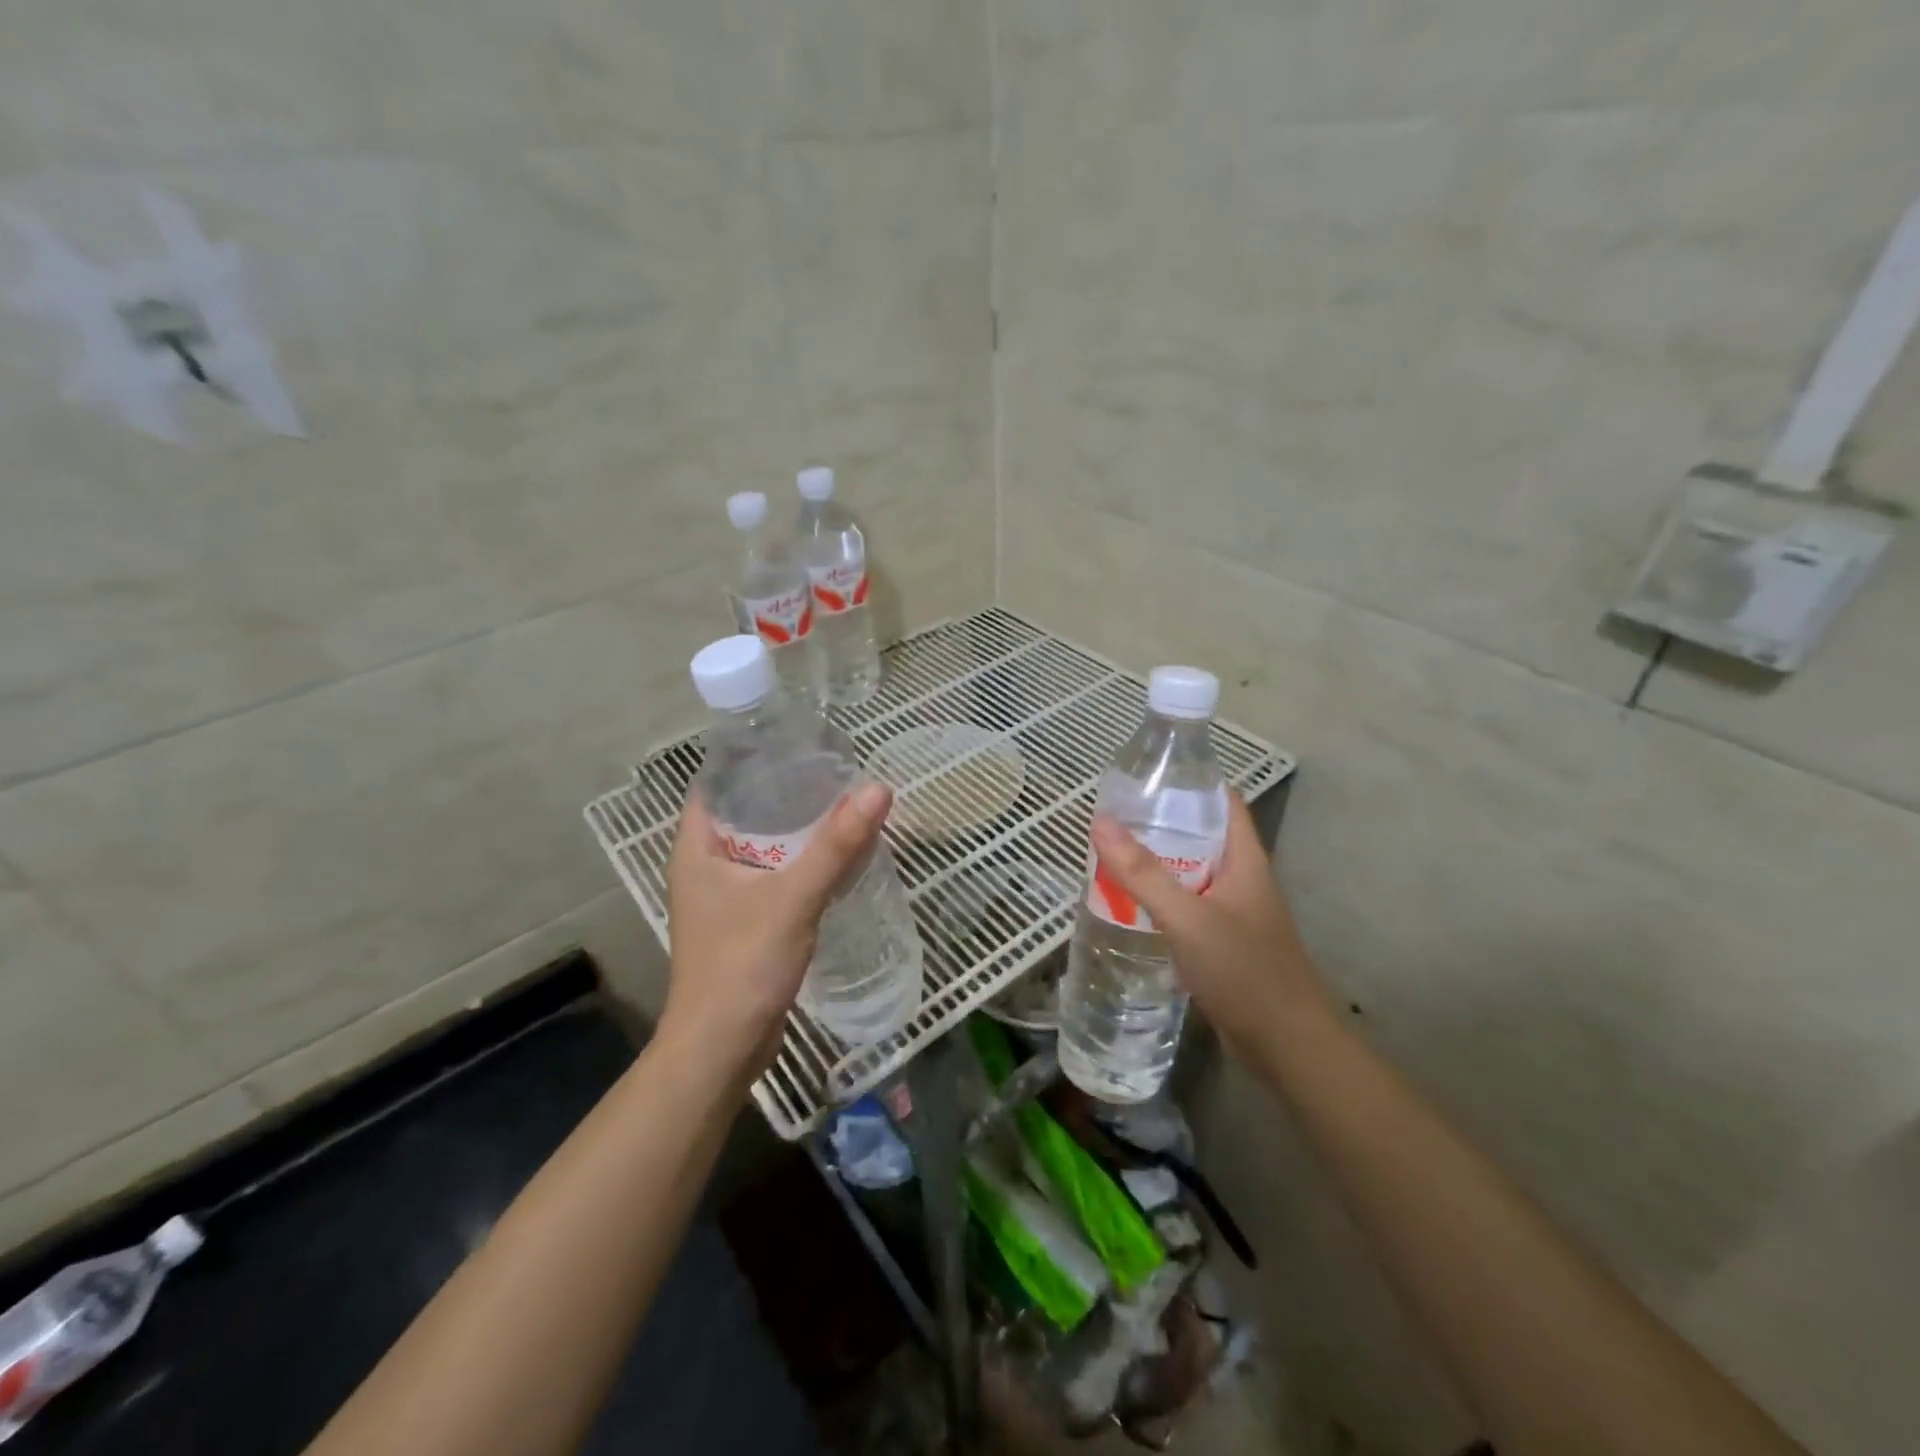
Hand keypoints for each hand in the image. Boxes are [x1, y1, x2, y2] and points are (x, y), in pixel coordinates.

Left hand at [663, 782, 893, 1082]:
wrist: (722, 1049)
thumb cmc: (742, 965)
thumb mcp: (793, 898)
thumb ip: (836, 845)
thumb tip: (878, 789)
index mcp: (696, 848)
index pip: (715, 783)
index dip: (749, 758)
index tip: (794, 741)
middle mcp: (704, 866)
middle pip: (743, 811)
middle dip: (783, 791)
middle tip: (830, 769)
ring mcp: (723, 898)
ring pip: (761, 847)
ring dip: (795, 829)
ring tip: (839, 804)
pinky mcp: (744, 923)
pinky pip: (772, 877)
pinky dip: (798, 863)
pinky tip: (834, 857)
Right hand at [1089, 792, 1329, 1049]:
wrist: (1287, 1046)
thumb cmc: (1244, 971)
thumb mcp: (1188, 918)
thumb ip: (1143, 874)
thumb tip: (1101, 822)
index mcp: (1245, 860)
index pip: (1223, 802)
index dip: (1190, 782)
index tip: (1146, 775)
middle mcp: (1242, 878)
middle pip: (1201, 836)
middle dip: (1161, 823)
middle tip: (1114, 816)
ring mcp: (1234, 912)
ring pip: (1191, 873)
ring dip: (1158, 862)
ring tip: (1112, 853)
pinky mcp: (1224, 941)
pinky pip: (1188, 905)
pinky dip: (1161, 898)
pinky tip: (1130, 903)